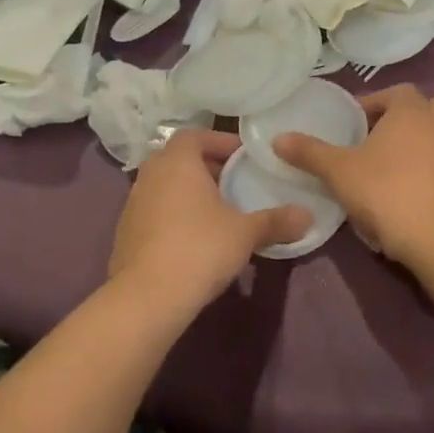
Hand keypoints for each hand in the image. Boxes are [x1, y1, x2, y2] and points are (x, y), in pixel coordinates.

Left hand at [109, 130, 312, 307]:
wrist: (147, 297)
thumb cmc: (200, 248)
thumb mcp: (246, 233)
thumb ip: (276, 221)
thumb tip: (307, 216)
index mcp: (177, 162)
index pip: (195, 135)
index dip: (220, 142)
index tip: (244, 158)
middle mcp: (149, 175)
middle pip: (179, 160)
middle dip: (207, 168)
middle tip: (235, 183)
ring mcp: (133, 204)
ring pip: (165, 186)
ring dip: (189, 193)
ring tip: (218, 212)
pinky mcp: (125, 233)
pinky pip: (155, 212)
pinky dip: (174, 215)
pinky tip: (194, 238)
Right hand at [274, 85, 433, 264]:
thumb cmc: (382, 192)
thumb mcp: (337, 171)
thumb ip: (309, 152)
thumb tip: (278, 138)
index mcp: (410, 114)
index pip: (397, 92)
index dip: (378, 102)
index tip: (360, 120)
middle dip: (416, 116)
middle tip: (392, 138)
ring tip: (431, 154)